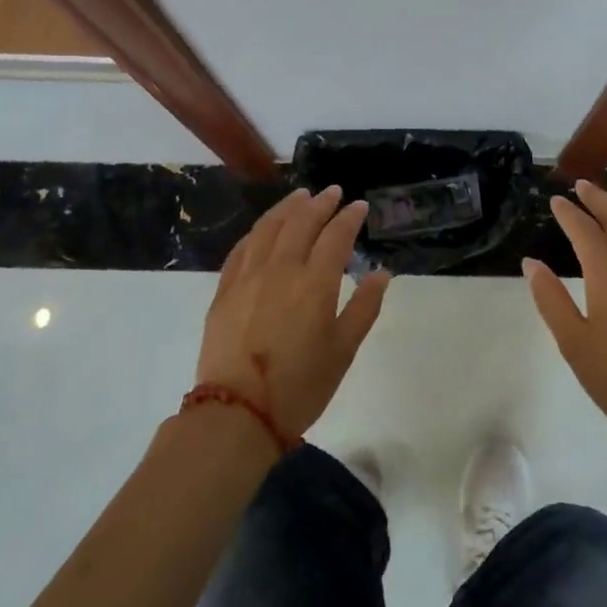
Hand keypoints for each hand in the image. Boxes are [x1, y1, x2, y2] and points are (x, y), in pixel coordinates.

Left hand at [196, 187, 390, 439]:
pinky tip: (264, 228)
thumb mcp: (344, 350)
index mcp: (314, 284)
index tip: (359, 206)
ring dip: (287, 207)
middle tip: (332, 192)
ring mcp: (248, 277)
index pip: (335, 236)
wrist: (237, 414)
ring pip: (268, 228)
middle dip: (320, 203)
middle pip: (301, 222)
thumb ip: (364, 307)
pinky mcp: (224, 290)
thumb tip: (381, 273)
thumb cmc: (301, 386)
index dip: (349, 218)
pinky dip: (258, 231)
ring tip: (300, 196)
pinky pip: (242, 247)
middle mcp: (280, 270)